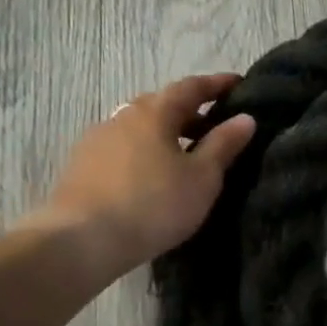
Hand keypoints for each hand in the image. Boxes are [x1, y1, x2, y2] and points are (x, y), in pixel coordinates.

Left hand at [24, 74, 255, 279]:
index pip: (190, 87)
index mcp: (154, 112)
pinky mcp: (81, 166)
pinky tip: (152, 174)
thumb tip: (245, 117)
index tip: (238, 84)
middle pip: (161, 104)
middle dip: (189, 110)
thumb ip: (224, 144)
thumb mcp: (202, 177)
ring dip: (164, 133)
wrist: (81, 241)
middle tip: (213, 125)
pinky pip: (122, 147)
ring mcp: (96, 140)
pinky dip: (144, 151)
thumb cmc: (154, 204)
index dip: (216, 84)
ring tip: (184, 153)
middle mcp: (122, 116)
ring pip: (139, 127)